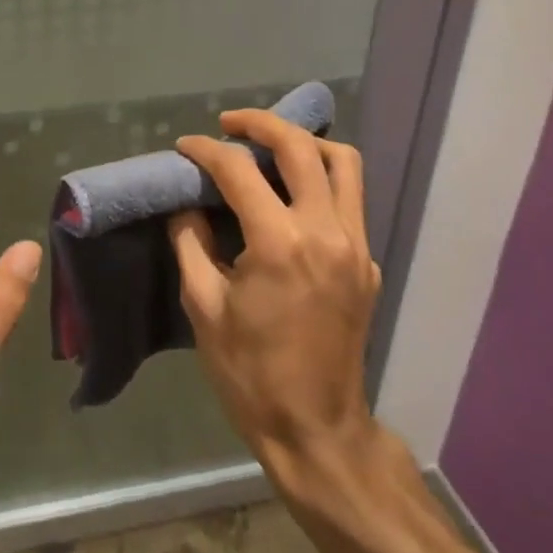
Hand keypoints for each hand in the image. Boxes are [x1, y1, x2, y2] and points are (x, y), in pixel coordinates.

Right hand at [170, 110, 382, 493]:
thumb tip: (186, 205)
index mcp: (279, 243)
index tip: (184, 147)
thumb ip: (190, 243)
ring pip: (343, 164)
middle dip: (261, 124)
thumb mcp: (203, 307)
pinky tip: (291, 196)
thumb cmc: (249, 373)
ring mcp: (356, 247)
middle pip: (301, 147)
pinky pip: (350, 200)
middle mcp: (326, 232)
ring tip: (270, 146)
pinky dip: (321, 180)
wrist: (316, 429)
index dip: (206, 150)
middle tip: (229, 124)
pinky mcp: (367, 263)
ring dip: (304, 143)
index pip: (239, 171)